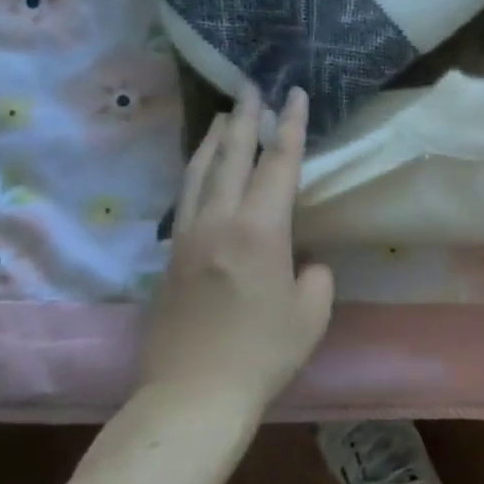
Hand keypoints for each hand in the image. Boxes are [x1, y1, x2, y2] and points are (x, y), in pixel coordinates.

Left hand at [137, 88, 335, 414]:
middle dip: (246, 119)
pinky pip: (185, 200)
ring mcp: (187, 239)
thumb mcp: (311, 312)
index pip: (278, 165)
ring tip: (223, 116)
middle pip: (231, 157)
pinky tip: (202, 172)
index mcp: (260, 231)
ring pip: (199, 174)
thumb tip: (301, 260)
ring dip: (214, 141)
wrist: (192, 396)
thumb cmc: (263, 353)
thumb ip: (313, 274)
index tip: (294, 94)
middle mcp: (218, 223)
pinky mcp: (169, 259)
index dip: (291, 127)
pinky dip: (197, 174)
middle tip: (251, 87)